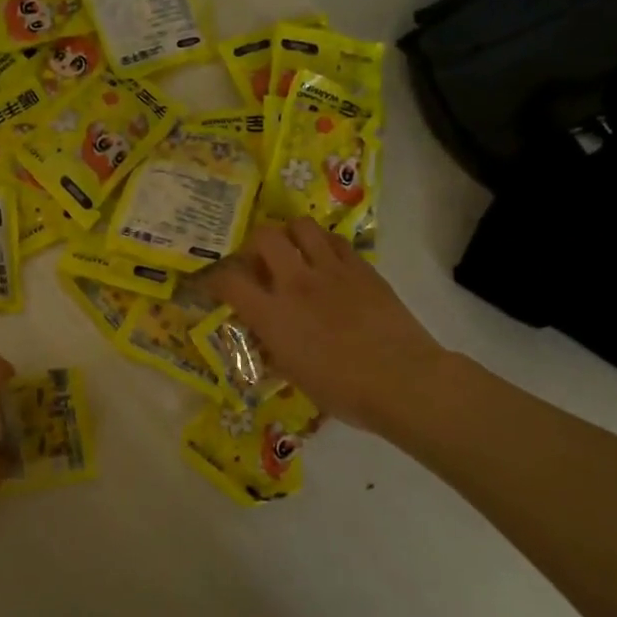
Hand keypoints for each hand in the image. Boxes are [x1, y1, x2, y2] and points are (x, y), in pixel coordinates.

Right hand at [208, 219, 448, 437]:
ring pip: (301, 226)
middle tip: (260, 263)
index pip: (228, 281)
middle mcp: (296, 284)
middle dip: (254, 246)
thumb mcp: (293, 374)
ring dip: (290, 235)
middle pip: (264, 237)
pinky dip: (323, 244)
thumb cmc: (343, 391)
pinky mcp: (362, 268)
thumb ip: (273, 346)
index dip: (214, 279)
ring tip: (294, 252)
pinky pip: (335, 240)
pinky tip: (326, 261)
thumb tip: (266, 335)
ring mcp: (331, 271)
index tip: (214, 285)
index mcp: (272, 315)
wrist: (402, 381)